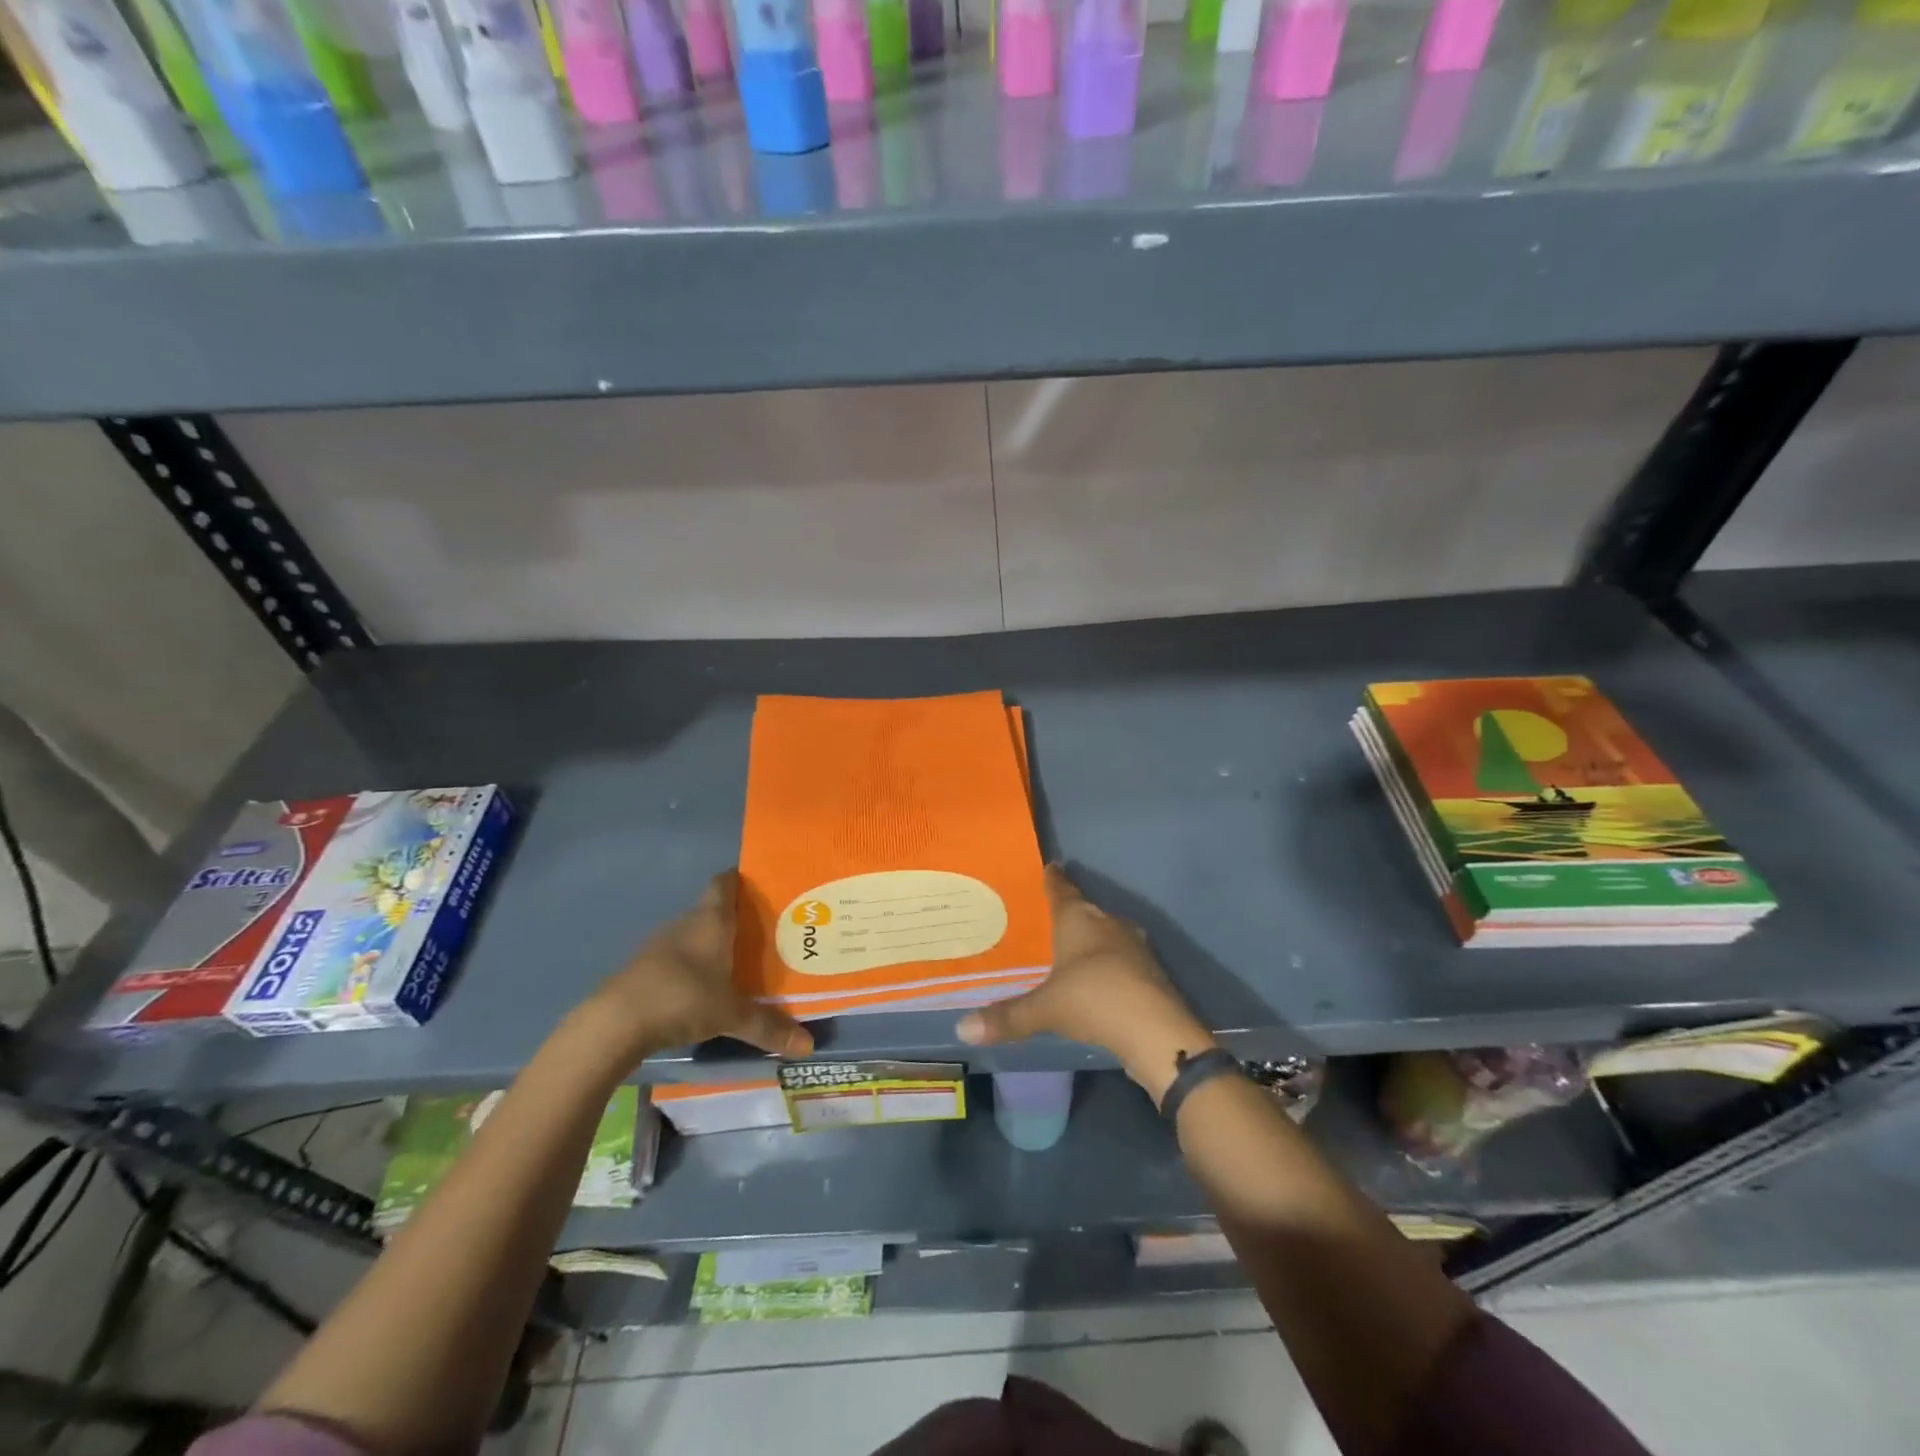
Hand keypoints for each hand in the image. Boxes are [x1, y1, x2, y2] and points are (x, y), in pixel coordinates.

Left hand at [575, 870, 813, 1066]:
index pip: (726, 882)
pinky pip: (676, 958)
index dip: (742, 879)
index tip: (764, 884)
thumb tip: (809, 1046)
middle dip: (736, 918)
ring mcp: (660, 945)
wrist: (615, 1023)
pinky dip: (692, 967)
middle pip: (713, 909)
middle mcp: (687, 923)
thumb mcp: (732, 1015)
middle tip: (765, 932)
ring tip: (740, 961)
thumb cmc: (683, 998)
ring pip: (694, 935)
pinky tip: (704, 987)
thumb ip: (769, 1027)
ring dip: (712, 944)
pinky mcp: (643, 968)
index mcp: (712, 920)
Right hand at [956, 866, 1213, 1100]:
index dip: (1053, 880)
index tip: (1051, 866)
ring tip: (1071, 950)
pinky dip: (1108, 964)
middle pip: (1087, 911)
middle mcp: (1109, 924)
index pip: (1062, 891)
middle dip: (1071, 913)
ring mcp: (1134, 947)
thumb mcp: (1045, 1009)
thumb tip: (963, 1029)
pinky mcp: (1150, 972)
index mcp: (1080, 920)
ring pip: (1107, 934)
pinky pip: (1121, 959)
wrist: (1157, 1031)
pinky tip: (1099, 980)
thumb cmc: (1094, 1000)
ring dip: (1092, 940)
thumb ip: (1007, 1017)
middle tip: (1050, 917)